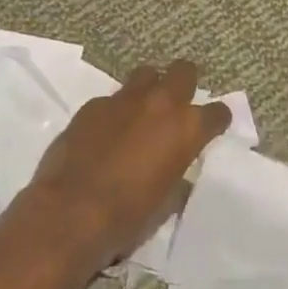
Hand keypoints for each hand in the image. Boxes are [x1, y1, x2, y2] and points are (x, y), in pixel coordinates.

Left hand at [26, 59, 230, 269]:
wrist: (70, 212)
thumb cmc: (127, 216)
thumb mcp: (166, 202)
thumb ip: (177, 174)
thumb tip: (176, 170)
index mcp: (186, 128)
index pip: (217, 112)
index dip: (216, 121)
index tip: (212, 128)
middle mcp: (160, 103)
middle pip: (184, 71)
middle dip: (185, 84)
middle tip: (178, 104)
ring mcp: (123, 99)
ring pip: (146, 74)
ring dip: (150, 88)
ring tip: (143, 111)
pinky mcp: (92, 105)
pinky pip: (112, 99)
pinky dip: (116, 111)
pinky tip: (106, 132)